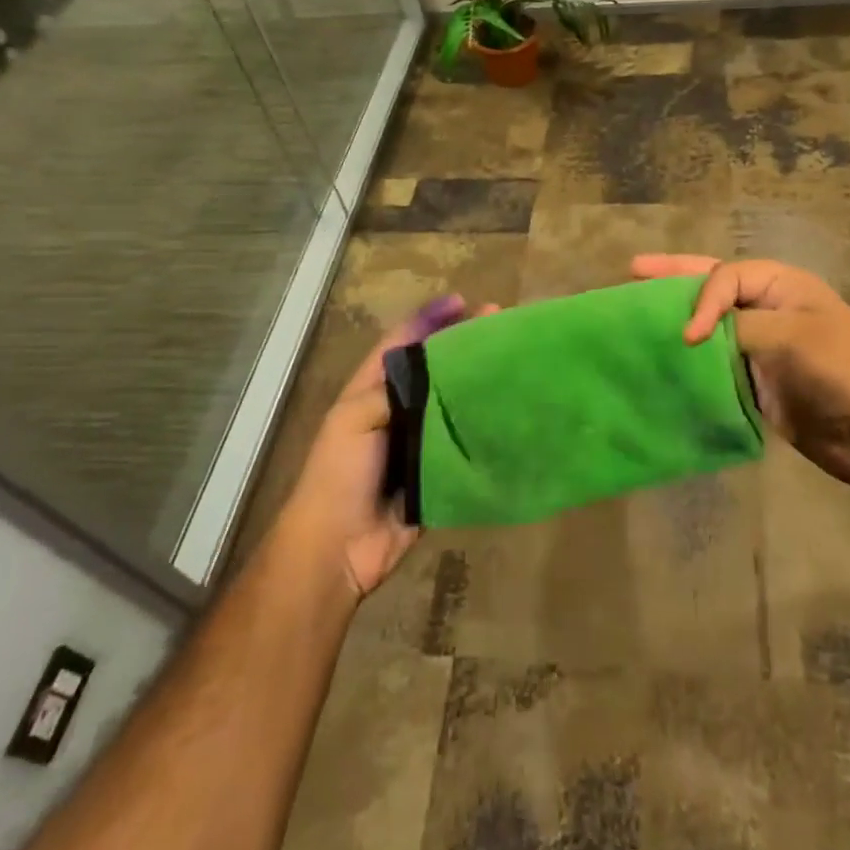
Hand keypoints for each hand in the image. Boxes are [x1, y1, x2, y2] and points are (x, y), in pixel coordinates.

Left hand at [280, 295, 496, 598]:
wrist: (338, 548)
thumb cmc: (340, 473)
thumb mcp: (354, 419)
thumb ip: (394, 389)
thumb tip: (439, 371)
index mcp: (372, 390)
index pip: (403, 342)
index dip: (429, 319)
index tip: (462, 301)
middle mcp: (398, 410)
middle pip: (435, 368)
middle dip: (463, 344)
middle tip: (499, 324)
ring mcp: (418, 442)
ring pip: (454, 403)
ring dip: (479, 383)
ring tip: (511, 360)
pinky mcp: (437, 472)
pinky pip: (465, 443)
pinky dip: (484, 427)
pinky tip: (510, 413)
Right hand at [631, 254, 849, 486]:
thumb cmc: (836, 369)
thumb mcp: (787, 335)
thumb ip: (736, 327)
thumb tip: (693, 337)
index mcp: (780, 284)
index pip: (724, 277)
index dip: (699, 299)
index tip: (689, 337)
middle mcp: (766, 307)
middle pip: (711, 286)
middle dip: (672, 279)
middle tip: (631, 271)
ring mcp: (760, 344)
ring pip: (709, 325)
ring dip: (676, 319)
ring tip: (635, 312)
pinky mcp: (754, 379)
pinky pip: (714, 363)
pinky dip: (690, 361)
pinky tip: (662, 361)